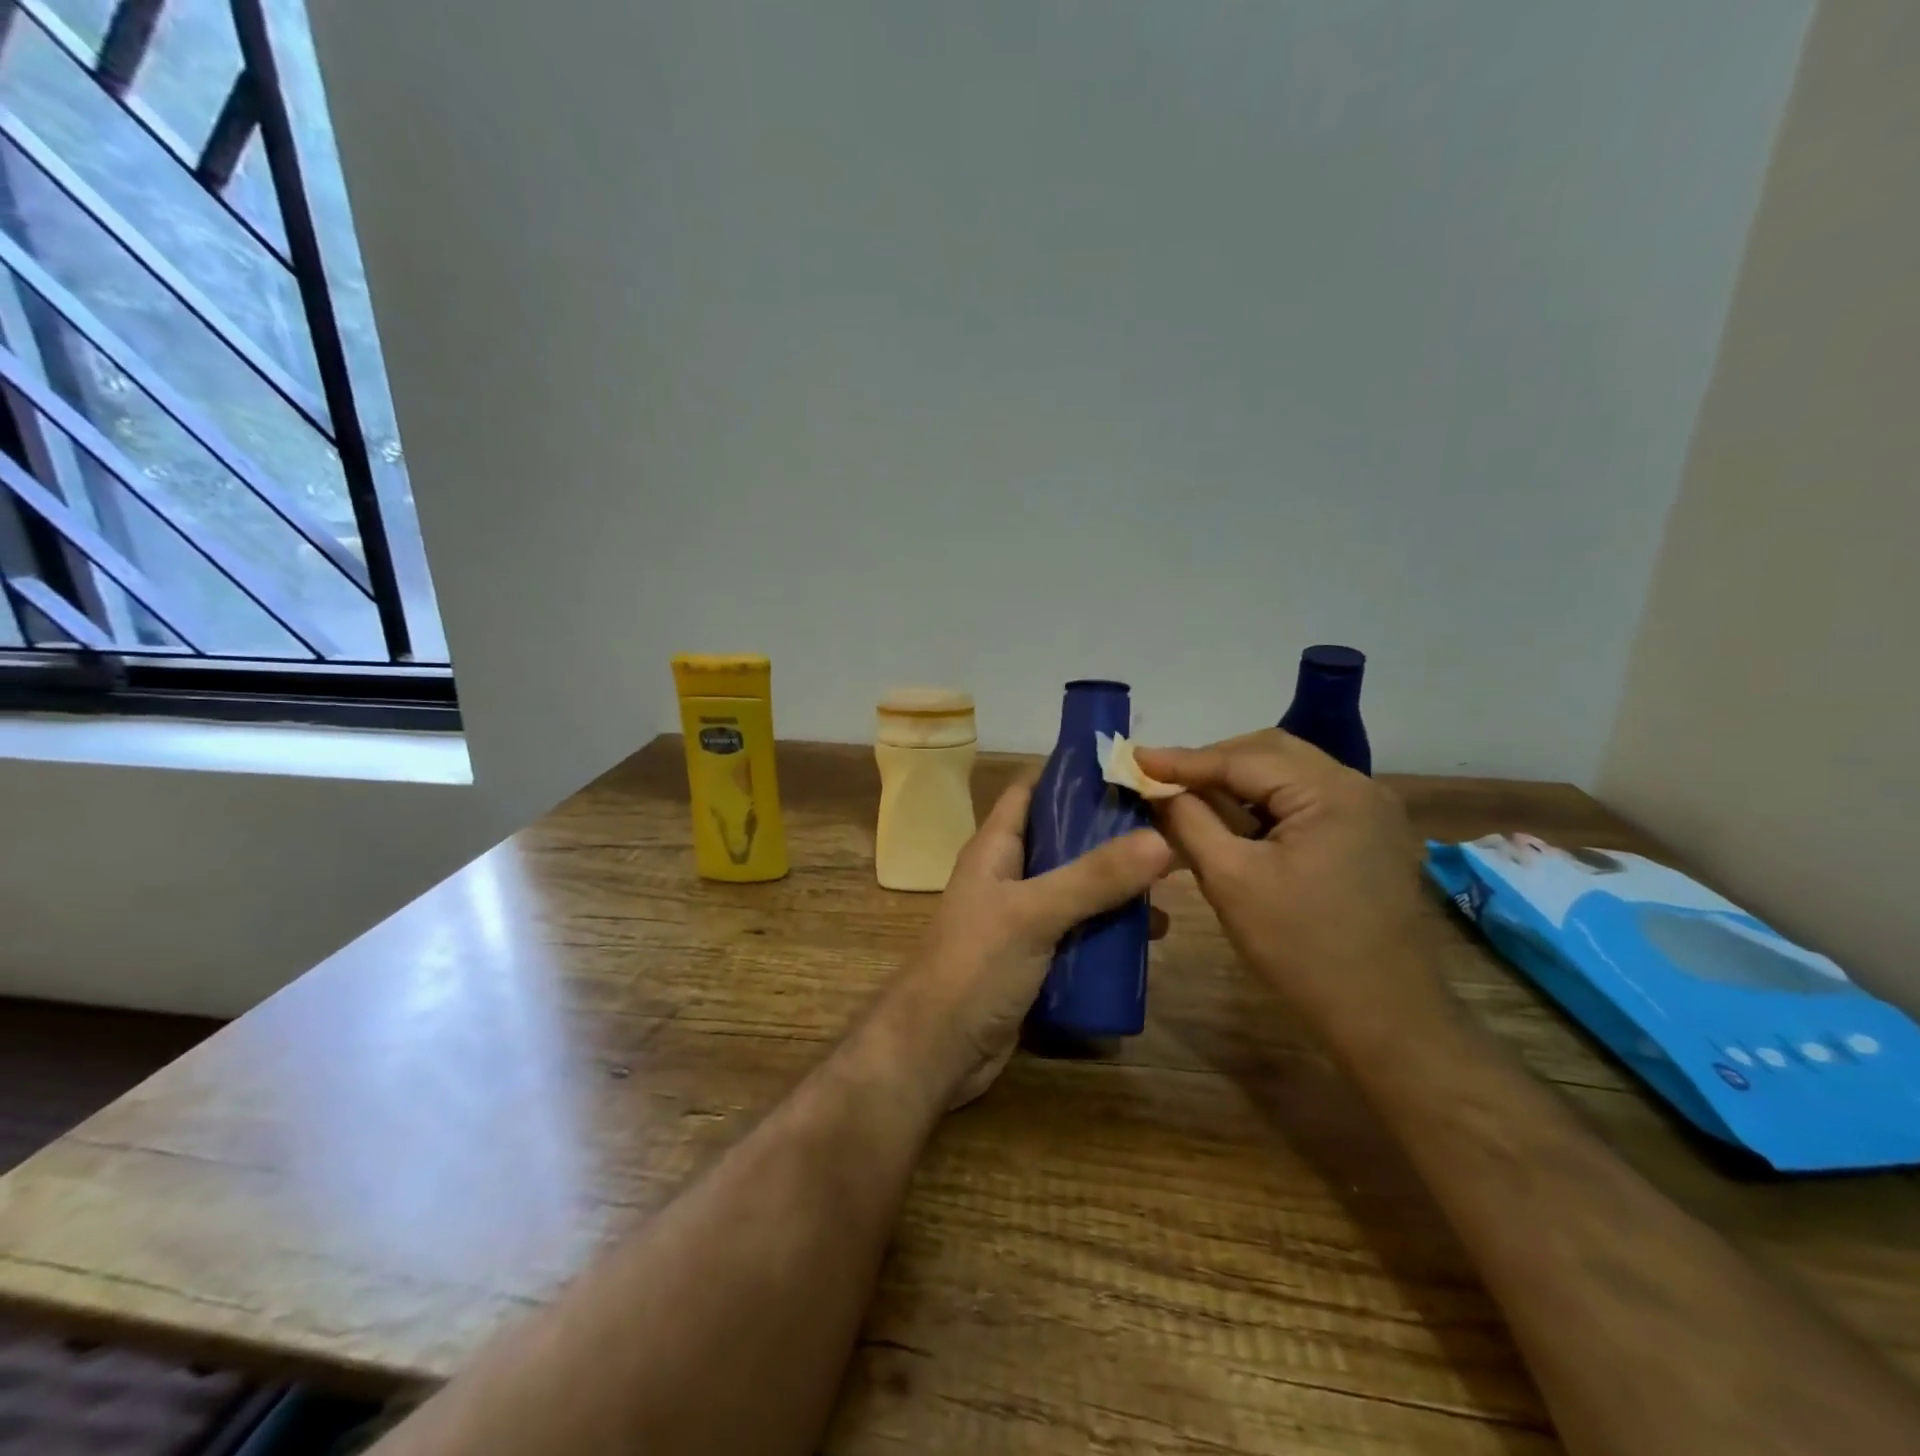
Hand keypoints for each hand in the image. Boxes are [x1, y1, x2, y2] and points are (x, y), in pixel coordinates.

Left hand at [885, 773, 1170, 1108]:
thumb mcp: (1033, 913)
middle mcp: (1009, 877)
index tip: (1130, 770)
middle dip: (1112, 834)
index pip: (1032, 791)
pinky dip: (1111, 930)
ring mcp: (1022, 920)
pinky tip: (1151, 936)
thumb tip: (1162, 839)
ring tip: (1173, 883)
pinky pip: (1080, 932)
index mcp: (996, 848)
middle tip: (1170, 828)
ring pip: (1077, 889)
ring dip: (1118, 886)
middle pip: (1064, 840)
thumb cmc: (973, 967)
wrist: (935, 1052)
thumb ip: (1094, 878)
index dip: (1074, 775)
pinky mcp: (1036, 960)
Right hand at [1134, 731, 1435, 1039]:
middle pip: (1270, 753)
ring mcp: (1371, 811)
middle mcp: (1359, 787)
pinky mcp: (1370, 836)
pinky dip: (1265, 804)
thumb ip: (1188, 822)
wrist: (1385, 1018)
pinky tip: (1235, 823)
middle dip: (1213, 764)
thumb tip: (1156, 788)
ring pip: (1288, 775)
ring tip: (1191, 800)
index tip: (1134, 759)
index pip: (1243, 759)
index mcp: (1331, 792)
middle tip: (1163, 781)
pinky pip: (1306, 801)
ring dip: (1238, 783)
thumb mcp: (1230, 880)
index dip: (1183, 760)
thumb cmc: (1301, 949)